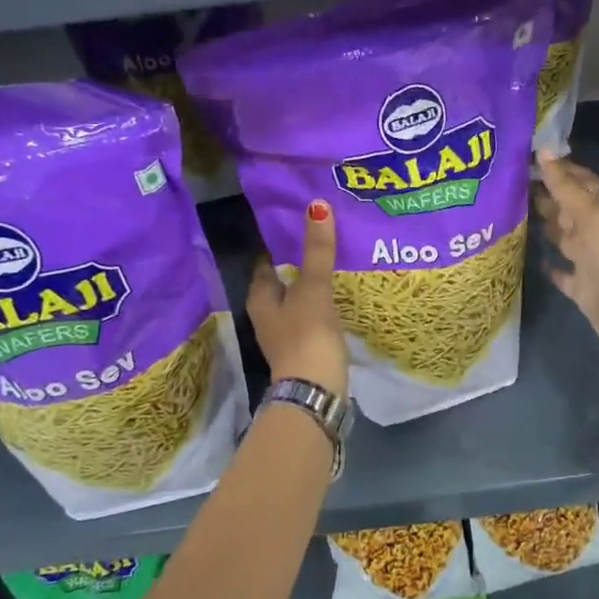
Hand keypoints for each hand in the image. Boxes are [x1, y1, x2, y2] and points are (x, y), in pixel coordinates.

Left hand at [248, 198, 348, 395]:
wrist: (316, 393)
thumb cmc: (307, 335)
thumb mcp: (313, 288)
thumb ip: (316, 251)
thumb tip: (316, 206)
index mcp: (260, 299)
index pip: (264, 265)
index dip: (277, 246)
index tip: (294, 226)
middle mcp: (267, 317)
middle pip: (280, 284)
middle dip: (296, 265)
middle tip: (319, 243)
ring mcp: (286, 336)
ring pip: (296, 302)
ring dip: (310, 287)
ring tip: (333, 267)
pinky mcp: (305, 351)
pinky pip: (311, 319)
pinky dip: (321, 307)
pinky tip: (338, 300)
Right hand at [533, 150, 598, 366]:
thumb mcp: (592, 216)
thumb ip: (566, 186)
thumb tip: (544, 150)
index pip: (577, 181)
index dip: (556, 169)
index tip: (524, 156)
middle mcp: (594, 233)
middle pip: (567, 208)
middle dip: (545, 195)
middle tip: (509, 182)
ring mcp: (588, 261)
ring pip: (563, 237)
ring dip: (544, 226)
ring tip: (512, 214)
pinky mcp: (582, 289)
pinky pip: (563, 274)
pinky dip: (551, 267)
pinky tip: (534, 260)